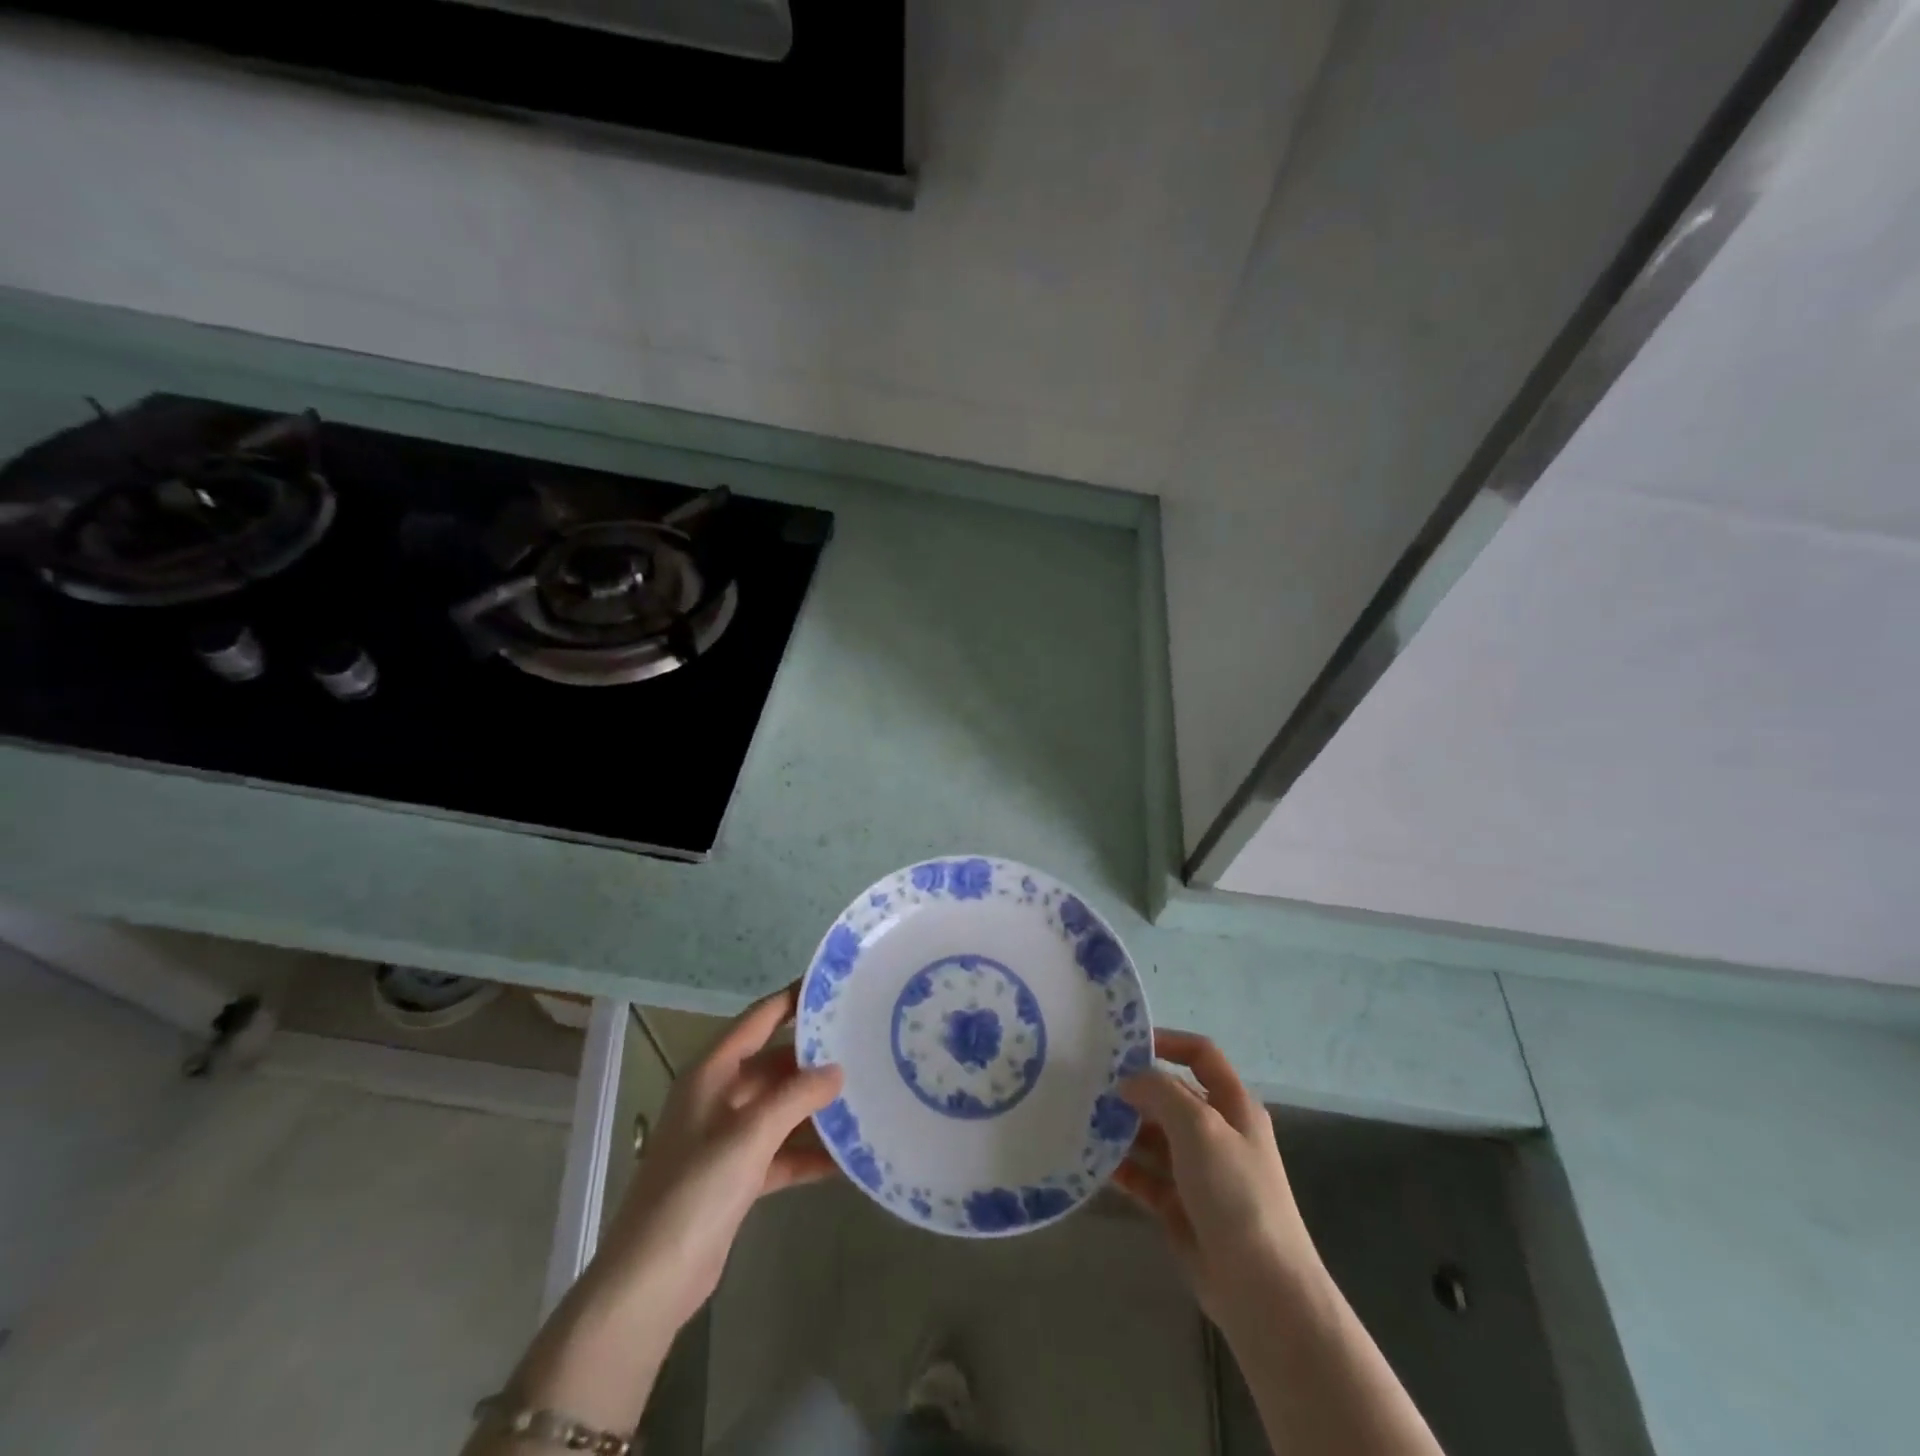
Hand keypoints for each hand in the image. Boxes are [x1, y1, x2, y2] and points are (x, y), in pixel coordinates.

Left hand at [594, 980, 844, 1331]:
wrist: (650, 1282)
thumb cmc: (696, 1190)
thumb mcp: (751, 1134)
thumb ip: (796, 1097)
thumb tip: (837, 1070)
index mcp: (711, 1073)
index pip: (758, 1020)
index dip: (792, 1000)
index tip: (833, 986)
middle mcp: (718, 1097)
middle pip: (773, 1064)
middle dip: (813, 1059)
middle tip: (863, 1045)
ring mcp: (725, 1138)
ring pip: (779, 1109)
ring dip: (815, 1107)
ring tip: (864, 1095)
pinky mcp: (734, 1177)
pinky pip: (779, 1152)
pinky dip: (807, 1153)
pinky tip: (846, 1156)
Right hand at [1113, 1029, 1321, 1329]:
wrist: (1262, 1289)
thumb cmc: (1236, 1193)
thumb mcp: (1199, 1126)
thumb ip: (1160, 1092)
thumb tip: (1128, 1081)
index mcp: (1233, 1106)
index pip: (1201, 1055)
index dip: (1168, 1042)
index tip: (1125, 1044)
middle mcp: (1217, 1133)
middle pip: (1171, 1096)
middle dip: (1134, 1089)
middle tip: (1088, 1084)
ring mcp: (1198, 1172)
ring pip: (1153, 1136)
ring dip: (1122, 1128)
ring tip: (1082, 1119)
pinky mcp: (1180, 1207)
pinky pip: (1145, 1176)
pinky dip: (1122, 1167)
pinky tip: (1092, 1160)